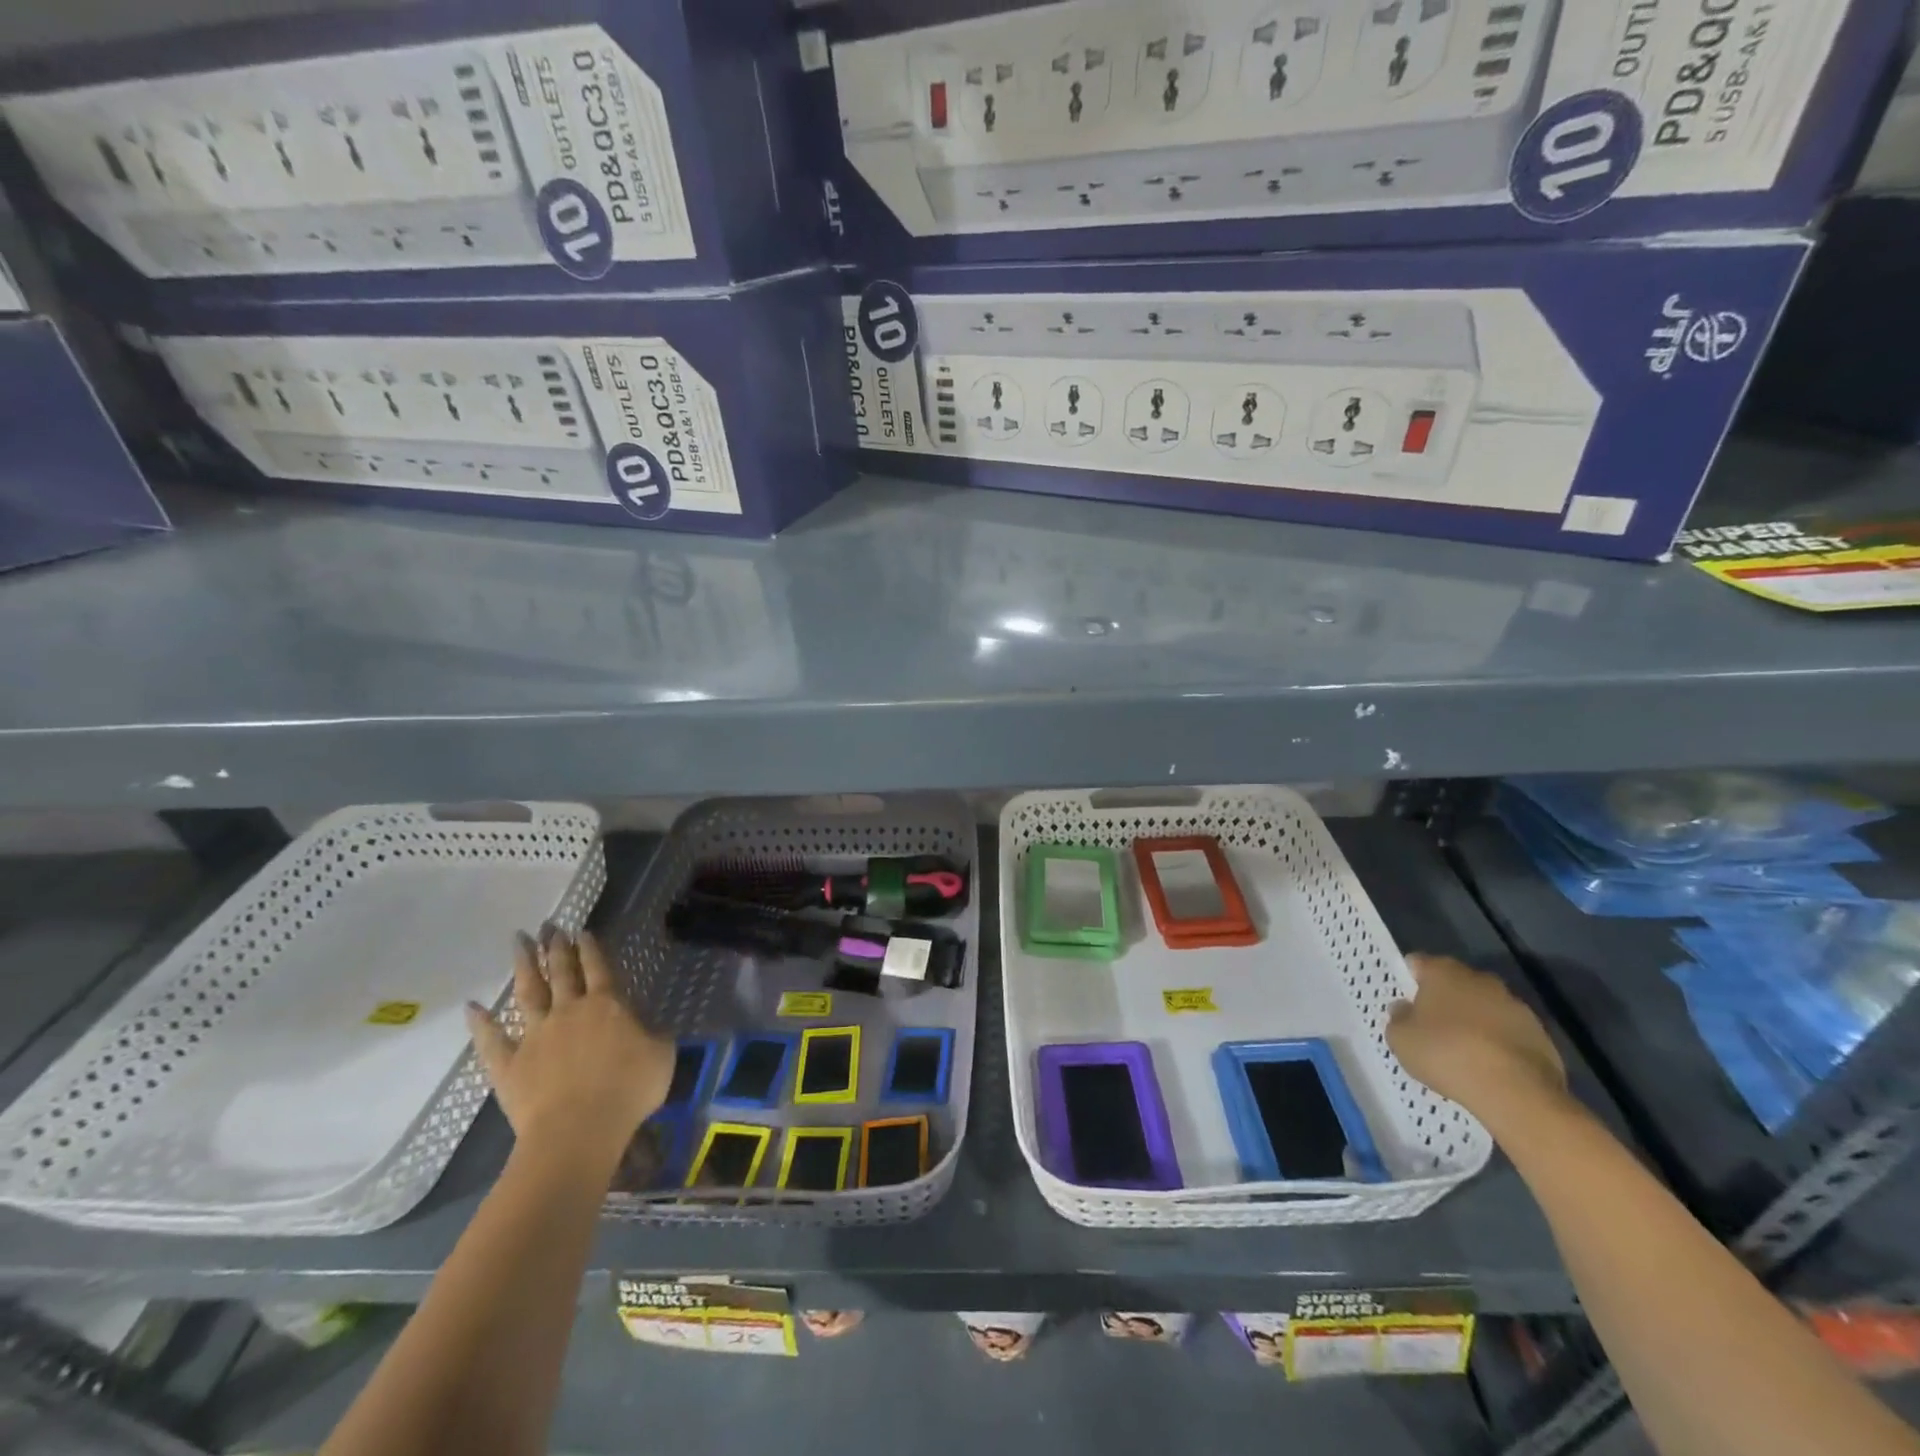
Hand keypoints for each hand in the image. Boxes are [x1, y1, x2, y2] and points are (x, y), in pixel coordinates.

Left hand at [465, 930, 674, 1169]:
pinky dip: (481, 1023)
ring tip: (518, 941)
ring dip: (523, 965)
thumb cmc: (628, 1090)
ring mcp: (535, 1036)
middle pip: (560, 971)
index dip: (591, 947)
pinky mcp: (509, 1065)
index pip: (598, 967)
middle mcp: (569, 1011)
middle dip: (555, 947)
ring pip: (527, 993)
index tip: (582, 930)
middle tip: (549, 926)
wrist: (578, 1130)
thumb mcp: (662, 1055)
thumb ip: (654, 1034)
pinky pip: (492, 1040)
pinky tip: (472, 1006)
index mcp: (607, 1004)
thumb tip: (646, 1026)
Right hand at [1386, 953, 1567, 1119]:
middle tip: (1432, 1025)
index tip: (1405, 999)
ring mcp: (1515, 1006)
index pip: (1419, 963)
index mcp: (1443, 972)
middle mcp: (1480, 979)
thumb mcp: (1401, 1039)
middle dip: (1445, 998)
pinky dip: (1499, 1042)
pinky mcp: (1541, 1035)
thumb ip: (1398, 1018)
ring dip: (1475, 1020)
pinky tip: (1490, 1065)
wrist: (1516, 1091)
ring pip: (1486, 1006)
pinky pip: (1509, 1032)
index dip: (1410, 979)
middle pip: (1456, 982)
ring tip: (1463, 1049)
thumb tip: (1404, 1008)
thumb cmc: (1446, 1053)